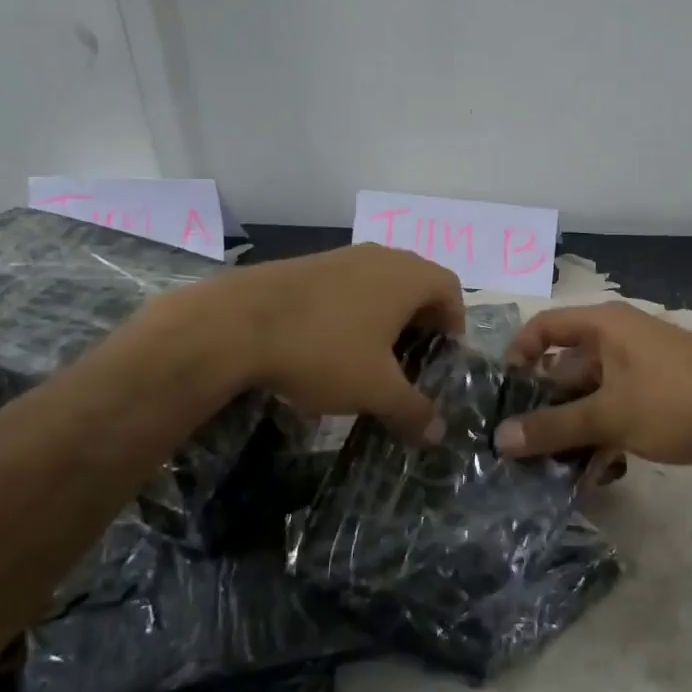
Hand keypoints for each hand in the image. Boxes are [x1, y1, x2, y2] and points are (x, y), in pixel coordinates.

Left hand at [225, 244, 465, 443]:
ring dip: (385, 317)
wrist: (236, 324)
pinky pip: (347, 285)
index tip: (442, 357)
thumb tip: (438, 435)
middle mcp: (380, 257)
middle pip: (417, 283)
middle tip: (411, 361)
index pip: (450, 289)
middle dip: (420, 322)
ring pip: (380, 283)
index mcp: (407, 276)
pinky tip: (330, 345)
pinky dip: (352, 311)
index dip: (454, 323)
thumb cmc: (323, 350)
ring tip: (371, 357)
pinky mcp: (307, 265)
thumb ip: (413, 411)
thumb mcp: (375, 390)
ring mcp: (341, 256)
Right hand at [495, 302, 691, 476]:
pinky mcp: (660, 399)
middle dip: (545, 405)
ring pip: (592, 396)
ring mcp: (642, 370)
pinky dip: (603, 437)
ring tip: (552, 468)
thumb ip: (553, 427)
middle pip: (566, 367)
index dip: (518, 353)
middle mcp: (620, 340)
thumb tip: (500, 439)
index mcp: (605, 325)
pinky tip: (596, 474)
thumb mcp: (610, 415)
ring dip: (573, 429)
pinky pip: (618, 412)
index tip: (503, 393)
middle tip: (520, 444)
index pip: (545, 326)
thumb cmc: (679, 402)